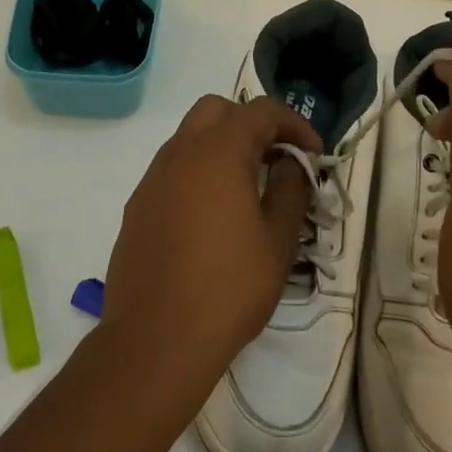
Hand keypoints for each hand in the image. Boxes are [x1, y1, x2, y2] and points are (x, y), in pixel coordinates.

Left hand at [101, 95, 320, 416]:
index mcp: (219, 153)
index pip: (261, 111)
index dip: (294, 124)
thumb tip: (291, 163)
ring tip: (248, 187)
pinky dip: (198, 171)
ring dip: (222, 146)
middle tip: (276, 159)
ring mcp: (153, 179)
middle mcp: (180, 153)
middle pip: (218, 110)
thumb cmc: (229, 288)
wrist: (155, 341)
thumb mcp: (277, 241)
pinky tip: (213, 215)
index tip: (314, 155)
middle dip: (252, 124)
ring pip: (190, 137)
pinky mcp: (137, 206)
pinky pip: (172, 169)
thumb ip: (289, 190)